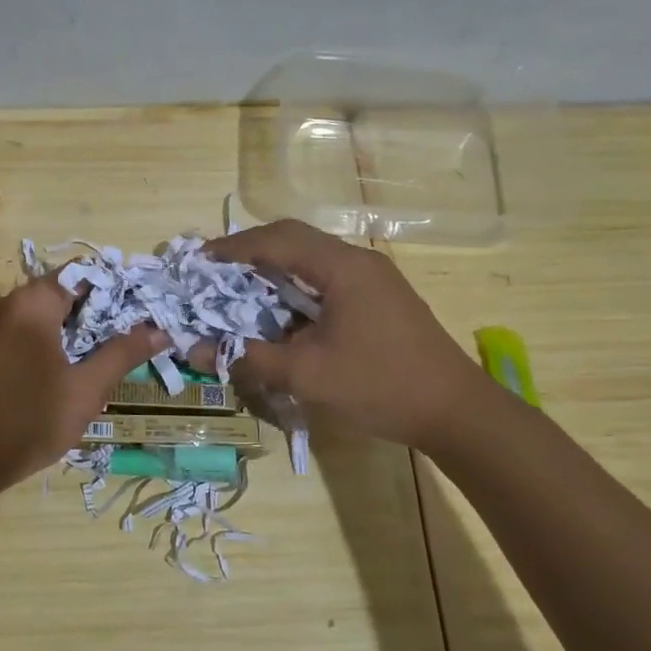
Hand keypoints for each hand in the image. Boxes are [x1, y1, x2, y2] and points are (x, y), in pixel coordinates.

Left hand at [0, 277, 167, 491]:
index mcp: (35, 303)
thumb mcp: (86, 388)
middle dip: (110, 310)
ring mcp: (4, 329)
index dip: (122, 285)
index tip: (153, 302)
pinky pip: (42, 335)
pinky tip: (92, 365)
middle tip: (149, 327)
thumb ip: (123, 354)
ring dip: (90, 330)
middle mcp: (16, 306)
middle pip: (72, 293)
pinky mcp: (0, 352)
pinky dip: (68, 344)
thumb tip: (160, 330)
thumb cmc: (31, 418)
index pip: (86, 272)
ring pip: (58, 316)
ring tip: (129, 347)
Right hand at [205, 220, 486, 451]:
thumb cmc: (379, 385)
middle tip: (215, 271)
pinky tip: (279, 313)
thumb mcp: (306, 375)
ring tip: (238, 290)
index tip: (199, 260)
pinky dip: (295, 288)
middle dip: (251, 252)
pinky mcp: (378, 299)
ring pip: (311, 259)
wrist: (455, 411)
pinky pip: (326, 280)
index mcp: (342, 268)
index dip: (234, 247)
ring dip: (273, 270)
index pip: (277, 240)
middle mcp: (358, 262)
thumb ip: (248, 357)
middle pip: (295, 240)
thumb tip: (195, 349)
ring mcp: (373, 279)